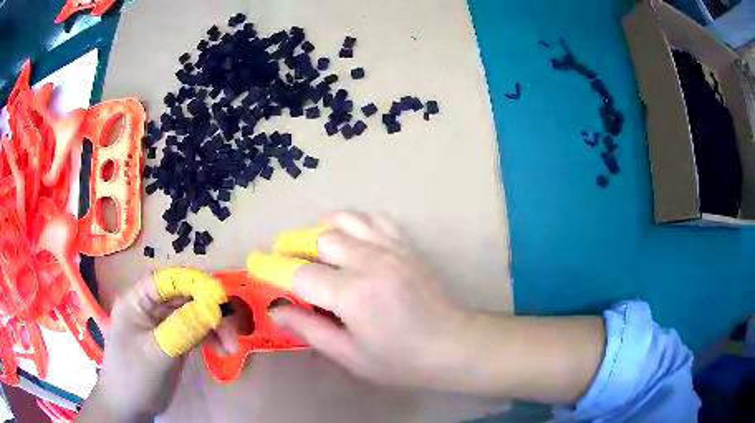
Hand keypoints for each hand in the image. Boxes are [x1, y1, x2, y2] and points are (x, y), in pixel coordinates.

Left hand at [79, 276, 236, 421]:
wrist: (130, 406)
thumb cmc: (133, 376)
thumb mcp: (156, 353)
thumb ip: (181, 329)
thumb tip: (213, 307)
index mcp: (137, 300)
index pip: (168, 281)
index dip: (195, 285)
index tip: (221, 302)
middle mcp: (150, 306)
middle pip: (185, 297)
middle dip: (211, 312)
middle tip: (233, 335)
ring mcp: (163, 324)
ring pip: (193, 313)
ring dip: (214, 326)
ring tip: (231, 347)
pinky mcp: (173, 339)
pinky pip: (195, 330)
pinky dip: (210, 337)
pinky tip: (221, 349)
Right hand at [270, 211, 473, 388]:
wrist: (454, 346)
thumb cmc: (402, 361)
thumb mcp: (350, 355)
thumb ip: (310, 329)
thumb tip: (276, 310)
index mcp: (352, 294)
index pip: (299, 274)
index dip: (273, 269)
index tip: (256, 264)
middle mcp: (369, 262)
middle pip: (319, 239)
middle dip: (293, 245)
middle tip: (282, 258)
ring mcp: (391, 249)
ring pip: (345, 221)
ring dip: (321, 229)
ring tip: (310, 245)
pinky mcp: (406, 247)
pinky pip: (375, 219)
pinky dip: (354, 221)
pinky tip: (349, 235)